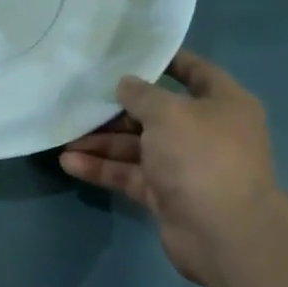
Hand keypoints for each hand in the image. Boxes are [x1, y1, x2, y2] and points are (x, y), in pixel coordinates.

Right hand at [59, 51, 281, 286]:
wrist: (222, 231)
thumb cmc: (202, 156)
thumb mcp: (169, 113)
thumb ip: (142, 95)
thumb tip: (125, 84)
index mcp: (222, 104)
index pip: (196, 72)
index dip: (167, 62)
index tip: (131, 55)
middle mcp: (205, 132)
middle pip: (156, 114)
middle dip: (117, 111)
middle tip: (81, 103)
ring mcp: (184, 166)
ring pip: (137, 147)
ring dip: (102, 143)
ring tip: (65, 138)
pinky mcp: (165, 195)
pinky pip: (130, 175)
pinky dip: (102, 169)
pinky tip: (69, 163)